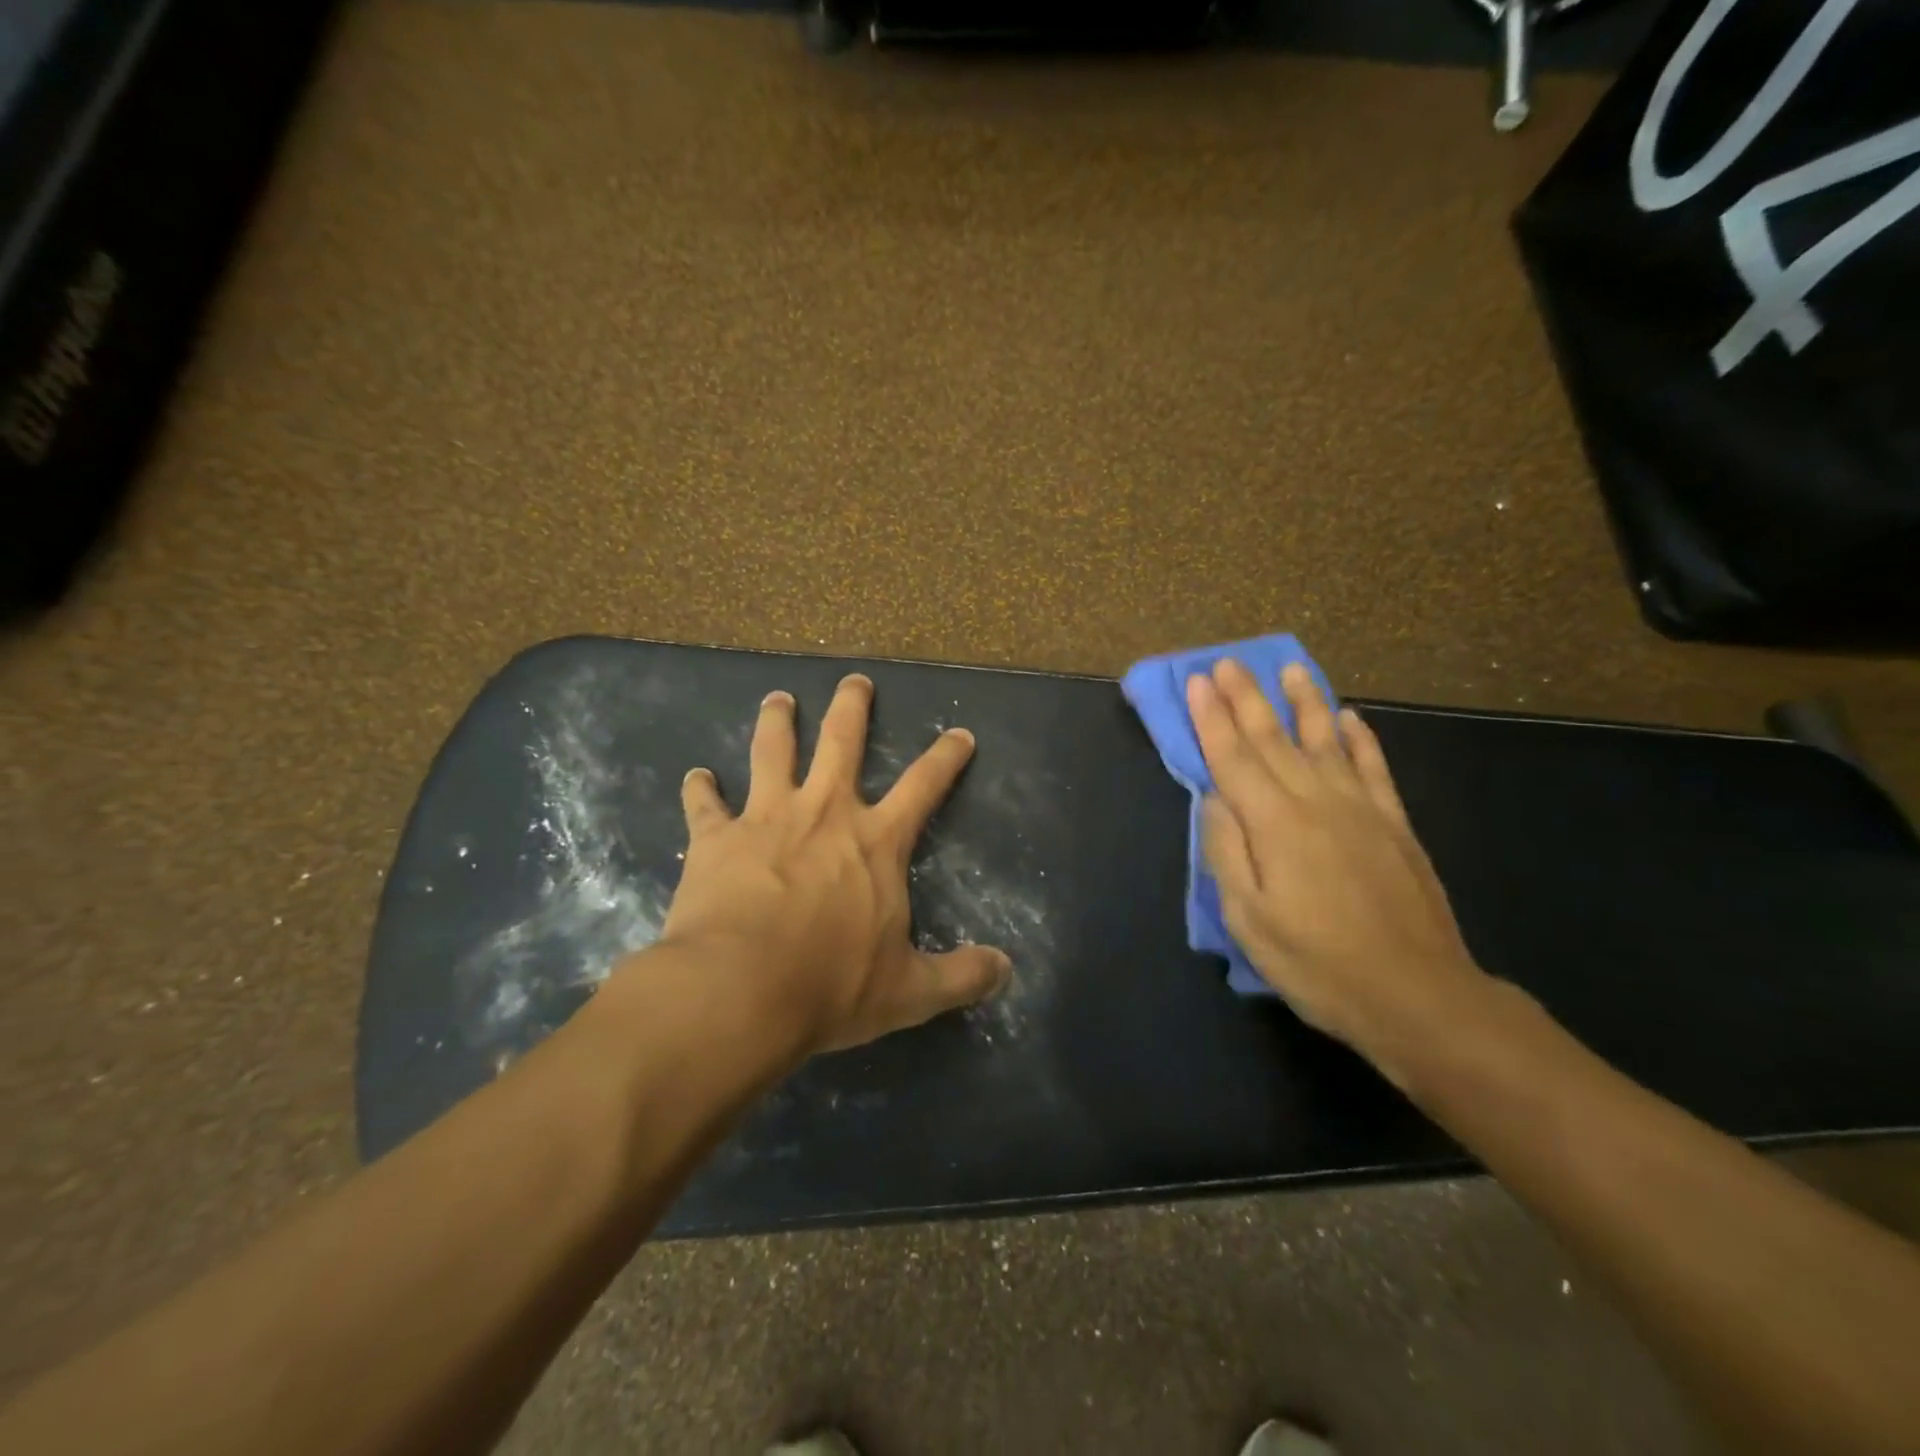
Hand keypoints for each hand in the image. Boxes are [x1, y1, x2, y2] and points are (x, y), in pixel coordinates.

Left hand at [658, 673, 1010, 1054]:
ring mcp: (766, 818)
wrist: (739, 992)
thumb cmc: (830, 987)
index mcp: (876, 841)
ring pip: (772, 751)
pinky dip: (699, 788)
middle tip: (854, 680)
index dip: (946, 757)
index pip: (924, 785)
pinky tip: (696, 776)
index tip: (959, 733)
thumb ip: (961, 976)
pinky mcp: (715, 838)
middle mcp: (824, 812)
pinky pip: (704, 803)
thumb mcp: (909, 992)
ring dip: (777, 721)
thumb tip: (1007, 971)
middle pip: (842, 741)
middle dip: (851, 706)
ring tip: (778, 699)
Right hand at [1190, 659, 1485, 1083]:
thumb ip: (1227, 851)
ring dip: (1305, 702)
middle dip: (1246, 697)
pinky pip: (1374, 768)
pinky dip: (1360, 739)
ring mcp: (1361, 808)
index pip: (1233, 757)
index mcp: (1274, 824)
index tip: (1196, 681)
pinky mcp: (1395, 824)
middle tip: (1226, 662)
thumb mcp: (1249, 919)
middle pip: (1272, 738)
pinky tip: (1350, 718)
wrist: (1417, 995)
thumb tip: (1214, 799)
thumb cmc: (1318, 963)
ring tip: (1291, 668)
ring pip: (1325, 740)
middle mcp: (1316, 801)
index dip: (1211, 718)